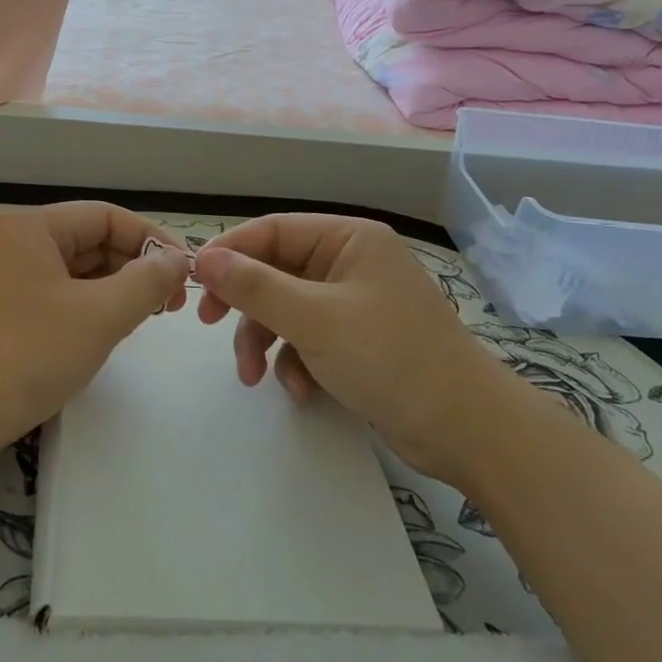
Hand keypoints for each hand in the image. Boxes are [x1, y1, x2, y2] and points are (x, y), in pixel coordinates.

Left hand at [0, 202, 191, 437]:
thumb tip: (178, 260)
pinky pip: (55, 295)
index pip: (107, 216)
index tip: (186, 273)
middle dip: (134, 268)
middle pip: (90, 240)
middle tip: (170, 304)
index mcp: (32, 226)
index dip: (152, 240)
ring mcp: (2, 278)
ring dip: (113, 290)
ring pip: (74, 271)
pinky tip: (105, 333)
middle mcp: (14, 242)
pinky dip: (87, 308)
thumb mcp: (100, 316)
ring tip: (144, 319)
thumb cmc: (27, 355)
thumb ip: (147, 282)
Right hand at [194, 214, 496, 469]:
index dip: (230, 252)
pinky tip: (299, 389)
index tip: (194, 282)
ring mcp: (355, 303)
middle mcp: (351, 263)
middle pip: (277, 271)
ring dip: (265, 339)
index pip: (273, 230)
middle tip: (210, 324)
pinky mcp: (358, 340)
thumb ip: (255, 287)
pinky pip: (308, 337)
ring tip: (253, 376)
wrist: (467, 430)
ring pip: (287, 308)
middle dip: (246, 304)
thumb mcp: (315, 319)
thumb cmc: (391, 358)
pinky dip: (295, 360)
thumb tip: (203, 258)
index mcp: (349, 239)